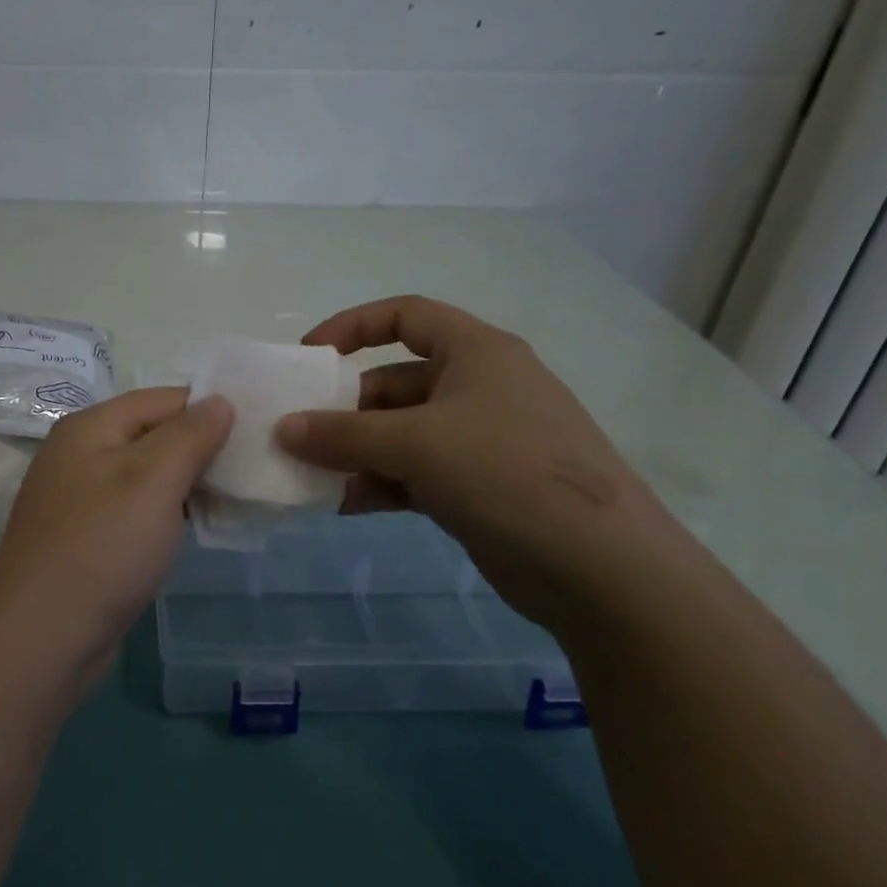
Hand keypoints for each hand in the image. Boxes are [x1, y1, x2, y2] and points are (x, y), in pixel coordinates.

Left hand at [0, 388, 232, 689]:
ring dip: (189, 483)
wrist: (43, 636)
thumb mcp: (153, 480)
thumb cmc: (102, 547)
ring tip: (237, 497)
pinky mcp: (89, 536)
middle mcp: (81, 453)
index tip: (258, 429)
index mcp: (91, 427)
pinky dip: (168, 512)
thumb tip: (220, 400)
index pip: (163, 399)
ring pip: (148, 474)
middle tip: (254, 467)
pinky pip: (138, 509)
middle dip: (203, 448)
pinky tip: (198, 527)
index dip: (210, 409)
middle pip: (154, 434)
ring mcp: (82, 497)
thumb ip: (190, 435)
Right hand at [274, 296, 670, 629]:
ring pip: (400, 433)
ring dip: (356, 452)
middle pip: (394, 382)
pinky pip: (414, 473)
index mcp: (476, 353)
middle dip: (344, 409)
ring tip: (313, 476)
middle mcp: (478, 387)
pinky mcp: (478, 487)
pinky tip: (345, 505)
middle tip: (299, 435)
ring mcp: (480, 440)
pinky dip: (379, 484)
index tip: (309, 357)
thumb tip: (283, 428)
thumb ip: (343, 435)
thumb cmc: (507, 473)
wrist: (602, 570)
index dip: (352, 326)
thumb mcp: (416, 444)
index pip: (406, 315)